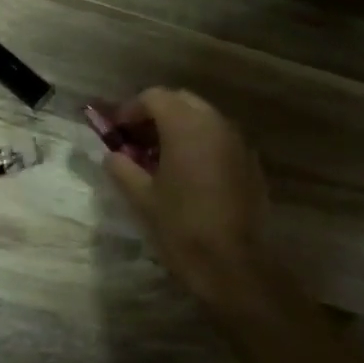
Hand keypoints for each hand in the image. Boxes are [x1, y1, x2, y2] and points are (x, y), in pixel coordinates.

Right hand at [101, 88, 273, 308]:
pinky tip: (188, 172)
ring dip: (180, 127)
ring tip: (160, 156)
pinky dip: (201, 144)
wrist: (233, 265)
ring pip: (204, 118)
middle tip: (137, 139)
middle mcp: (216, 124)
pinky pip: (220, 139)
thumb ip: (122, 168)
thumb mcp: (141, 198)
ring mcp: (238, 142)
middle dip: (156, 113)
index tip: (116, 131)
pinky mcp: (251, 163)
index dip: (130, 109)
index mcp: (186, 126)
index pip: (154, 97)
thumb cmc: (181, 227)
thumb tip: (112, 155)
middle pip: (181, 100)